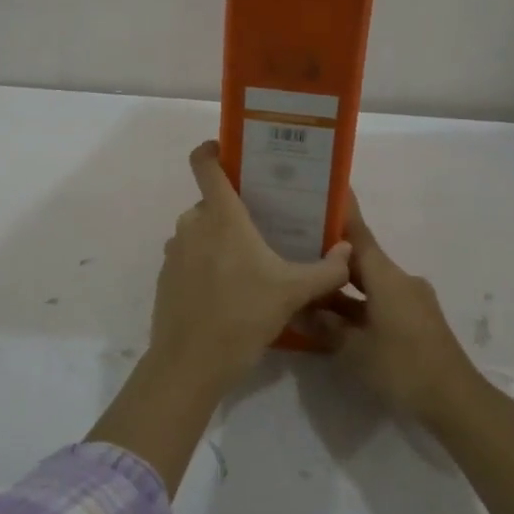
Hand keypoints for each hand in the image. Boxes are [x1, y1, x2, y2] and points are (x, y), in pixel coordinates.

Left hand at [148, 141, 354, 396]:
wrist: (189, 365)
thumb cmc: (242, 316)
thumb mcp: (293, 293)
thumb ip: (326, 270)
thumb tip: (348, 251)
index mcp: (220, 216)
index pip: (204, 163)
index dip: (212, 149)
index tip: (229, 150)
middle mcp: (192, 224)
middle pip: (211, 202)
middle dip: (235, 209)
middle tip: (264, 225)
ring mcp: (175, 251)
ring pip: (201, 230)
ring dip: (220, 239)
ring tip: (250, 262)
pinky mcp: (166, 277)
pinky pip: (190, 256)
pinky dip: (207, 263)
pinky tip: (229, 291)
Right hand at [307, 194, 484, 431]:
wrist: (456, 401)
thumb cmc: (403, 367)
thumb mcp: (355, 350)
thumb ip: (325, 326)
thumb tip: (300, 307)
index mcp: (387, 277)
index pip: (359, 234)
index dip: (341, 213)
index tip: (324, 191)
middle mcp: (400, 280)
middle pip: (361, 259)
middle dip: (331, 254)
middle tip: (297, 245)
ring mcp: (411, 300)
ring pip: (370, 283)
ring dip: (342, 286)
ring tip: (308, 284)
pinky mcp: (416, 320)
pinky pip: (379, 301)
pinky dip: (357, 303)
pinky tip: (333, 316)